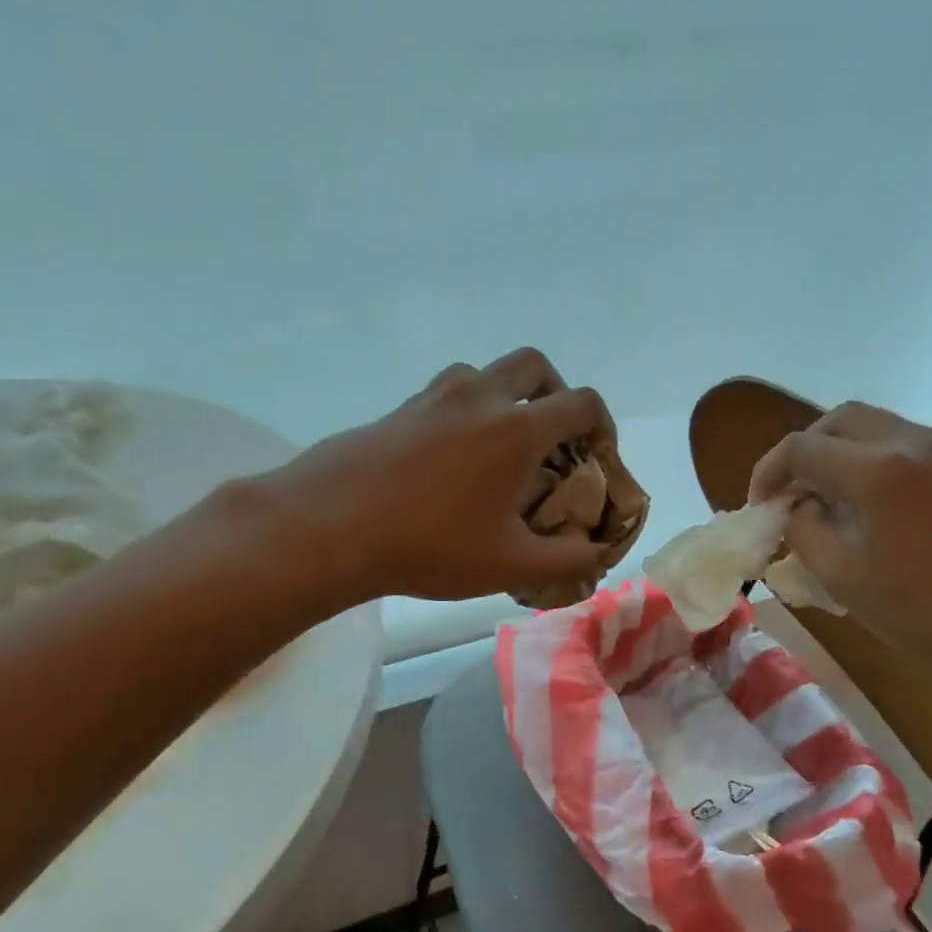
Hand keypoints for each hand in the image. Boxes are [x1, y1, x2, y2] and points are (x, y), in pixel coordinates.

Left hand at [265, 349, 616, 604]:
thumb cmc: (430, 546)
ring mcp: (433, 398)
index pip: (582, 404)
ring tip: (499, 446)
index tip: (598, 457)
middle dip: (556, 393)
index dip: (603, 426)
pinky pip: (445, 395)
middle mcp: (479, 398)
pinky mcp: (397, 410)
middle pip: (534, 365)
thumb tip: (594, 550)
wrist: (328, 528)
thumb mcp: (510, 566)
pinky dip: (464, 412)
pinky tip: (450, 460)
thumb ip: (566, 559)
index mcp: (517, 429)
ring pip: (484, 374)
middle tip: (552, 437)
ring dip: (506, 396)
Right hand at [748, 402, 931, 681]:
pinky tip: (863, 504)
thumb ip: (803, 530)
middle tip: (788, 494)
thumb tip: (794, 508)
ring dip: (835, 453)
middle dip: (802, 453)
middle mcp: (910, 442)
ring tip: (822, 499)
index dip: (768, 474)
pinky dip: (867, 460)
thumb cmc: (927, 611)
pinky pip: (899, 443)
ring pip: (870, 426)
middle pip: (836, 421)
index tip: (760, 509)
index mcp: (876, 470)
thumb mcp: (844, 577)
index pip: (800, 448)